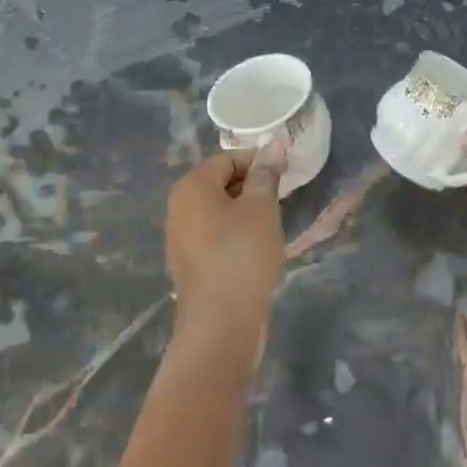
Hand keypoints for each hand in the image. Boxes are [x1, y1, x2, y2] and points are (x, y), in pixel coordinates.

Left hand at [165, 148, 286, 357]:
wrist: (221, 325)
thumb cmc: (242, 255)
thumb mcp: (262, 207)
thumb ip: (267, 173)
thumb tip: (275, 141)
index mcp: (191, 186)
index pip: (229, 158)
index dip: (260, 163)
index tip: (286, 177)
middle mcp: (179, 207)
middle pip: (222, 183)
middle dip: (253, 188)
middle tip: (281, 202)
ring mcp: (181, 238)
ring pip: (220, 211)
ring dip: (247, 214)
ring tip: (272, 228)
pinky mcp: (190, 264)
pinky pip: (216, 237)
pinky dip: (237, 237)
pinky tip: (257, 253)